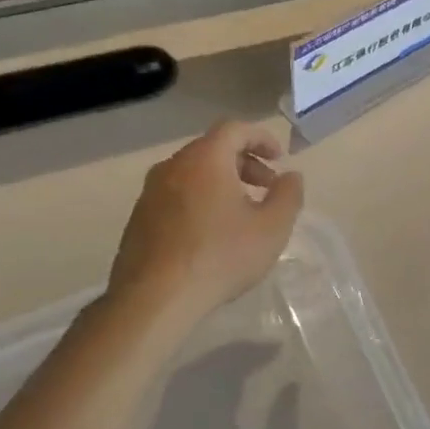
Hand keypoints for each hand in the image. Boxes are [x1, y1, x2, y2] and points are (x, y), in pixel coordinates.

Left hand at [107, 120, 303, 323]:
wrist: (154, 299)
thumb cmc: (220, 256)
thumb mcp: (272, 228)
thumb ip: (288, 195)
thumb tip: (291, 176)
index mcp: (205, 159)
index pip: (234, 129)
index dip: (261, 138)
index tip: (280, 158)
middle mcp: (173, 166)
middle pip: (212, 149)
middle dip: (245, 162)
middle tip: (267, 187)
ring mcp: (150, 192)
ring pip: (193, 173)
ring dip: (222, 182)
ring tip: (242, 212)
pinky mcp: (138, 218)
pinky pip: (176, 195)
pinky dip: (200, 199)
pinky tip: (211, 232)